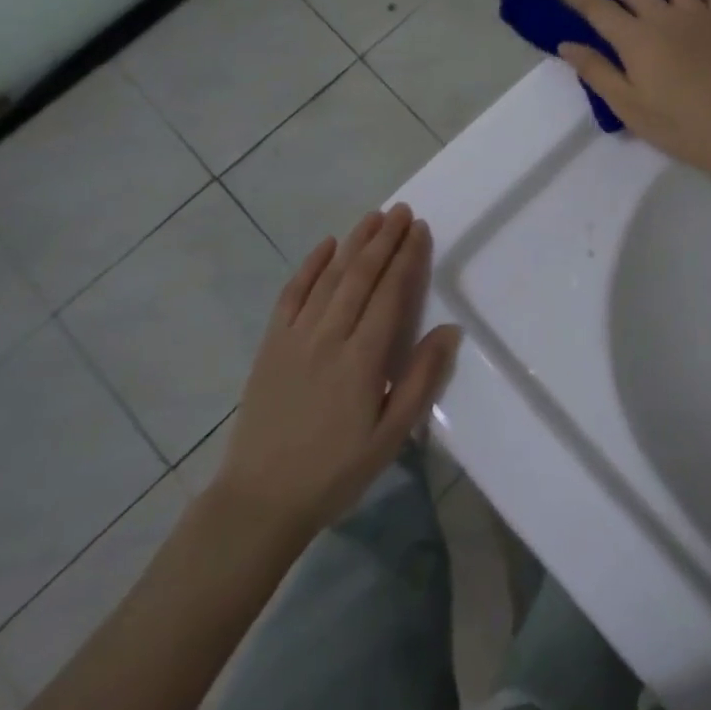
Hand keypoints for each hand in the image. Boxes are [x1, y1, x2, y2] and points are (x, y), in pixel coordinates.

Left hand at [209, 205, 460, 539]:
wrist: (260, 499)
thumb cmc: (336, 470)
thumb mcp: (391, 436)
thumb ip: (420, 379)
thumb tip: (450, 329)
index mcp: (362, 359)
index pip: (391, 294)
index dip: (407, 258)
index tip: (420, 229)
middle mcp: (329, 336)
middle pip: (361, 276)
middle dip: (384, 239)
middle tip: (402, 210)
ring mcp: (296, 337)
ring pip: (330, 277)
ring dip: (353, 243)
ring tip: (373, 217)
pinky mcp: (271, 344)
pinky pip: (291, 294)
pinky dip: (310, 266)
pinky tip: (325, 246)